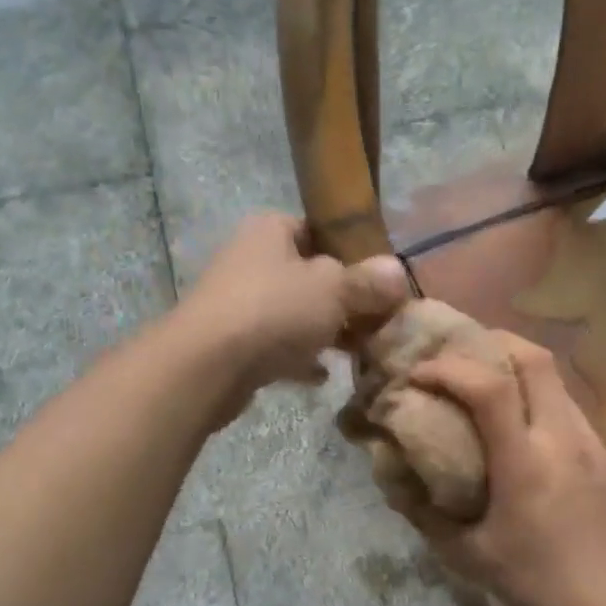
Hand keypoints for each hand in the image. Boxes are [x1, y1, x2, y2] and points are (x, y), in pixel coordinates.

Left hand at [181, 214, 409, 415]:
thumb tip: (398, 272)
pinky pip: (276, 346)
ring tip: (358, 349)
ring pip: (293, 312)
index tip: (379, 278)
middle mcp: (250, 259)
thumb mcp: (333, 290)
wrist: (207, 366)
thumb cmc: (274, 311)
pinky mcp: (231, 342)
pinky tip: (322, 375)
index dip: (351, 251)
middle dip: (342, 298)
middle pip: (308, 275)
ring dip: (323, 330)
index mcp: (270, 230)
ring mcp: (238, 302)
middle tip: (377, 319)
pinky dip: (298, 358)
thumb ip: (367, 281)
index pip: (317, 229)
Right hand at [409, 335, 605, 605]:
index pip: (490, 388)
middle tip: (462, 354)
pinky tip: (527, 429)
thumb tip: (395, 479)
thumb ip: (425, 513)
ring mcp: (593, 444)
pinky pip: (571, 410)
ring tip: (491, 385)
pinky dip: (541, 400)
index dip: (449, 369)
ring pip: (557, 381)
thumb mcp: (468, 556)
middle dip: (494, 344)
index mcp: (525, 463)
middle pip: (535, 360)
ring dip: (520, 370)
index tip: (420, 374)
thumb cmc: (536, 584)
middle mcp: (563, 440)